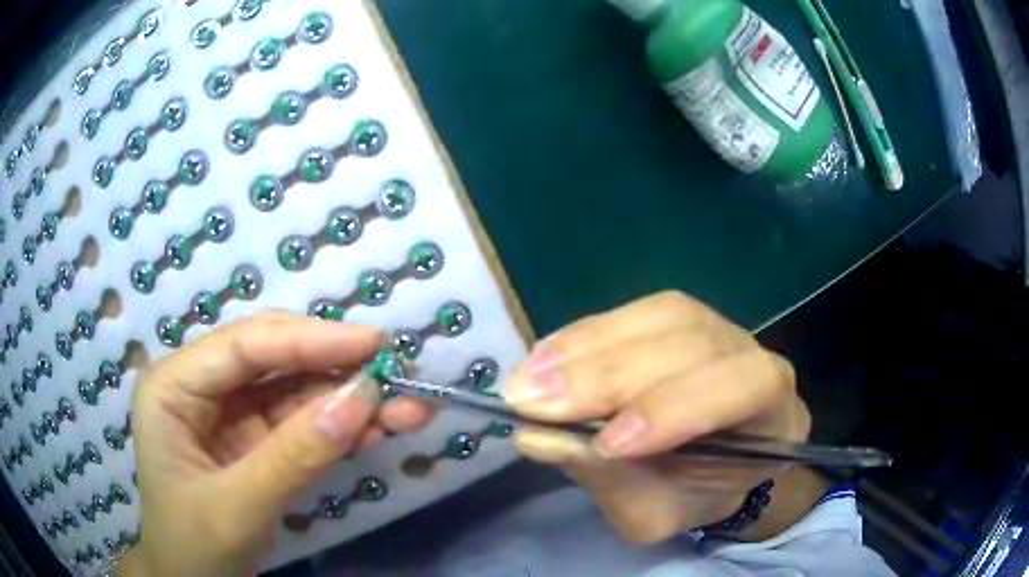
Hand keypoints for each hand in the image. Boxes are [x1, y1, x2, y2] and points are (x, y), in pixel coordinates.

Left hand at [120, 312, 431, 576]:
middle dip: (334, 366)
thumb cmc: (193, 546)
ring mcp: (227, 410)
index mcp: (172, 386)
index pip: (243, 346)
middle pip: (272, 356)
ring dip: (348, 397)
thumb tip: (363, 399)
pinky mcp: (253, 436)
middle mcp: (198, 384)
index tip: (374, 344)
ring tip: (406, 406)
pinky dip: (340, 426)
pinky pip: (300, 420)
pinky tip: (377, 430)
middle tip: (396, 372)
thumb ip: (294, 456)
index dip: (309, 339)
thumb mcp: (237, 509)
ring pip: (294, 387)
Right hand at [502, 292, 811, 544]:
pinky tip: (542, 357)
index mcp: (774, 413)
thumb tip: (537, 436)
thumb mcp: (655, 514)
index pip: (745, 386)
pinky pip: (633, 313)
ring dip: (586, 348)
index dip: (675, 407)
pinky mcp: (677, 317)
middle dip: (608, 376)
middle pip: (693, 344)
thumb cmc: (692, 497)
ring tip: (529, 380)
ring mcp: (717, 326)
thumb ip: (610, 479)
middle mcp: (754, 355)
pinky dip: (582, 335)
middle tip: (532, 402)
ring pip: (661, 317)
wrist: (711, 469)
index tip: (606, 442)